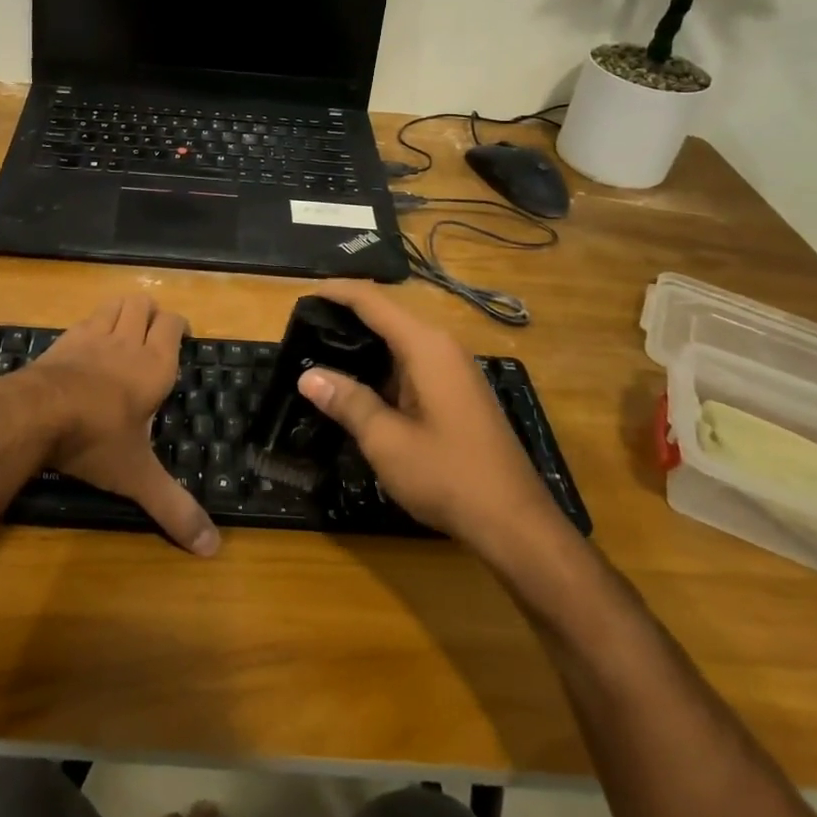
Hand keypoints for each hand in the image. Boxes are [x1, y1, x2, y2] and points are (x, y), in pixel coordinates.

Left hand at [26, 294, 219, 557]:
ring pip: (114, 304)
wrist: (35, 414)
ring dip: (123, 311)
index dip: (179, 326)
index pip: (173, 324)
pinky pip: (84, 320)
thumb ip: (174, 508)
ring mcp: (91, 336)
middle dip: (151, 314)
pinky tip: (88, 348)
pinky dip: (92, 325)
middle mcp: (127, 342)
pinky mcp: (62, 340)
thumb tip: (213, 549)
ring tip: (124, 333)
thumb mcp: (138, 477)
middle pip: (143, 304)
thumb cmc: (97, 439)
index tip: (181, 337)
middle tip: (152, 336)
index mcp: (154, 365)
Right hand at [295, 281, 566, 547]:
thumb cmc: (448, 476)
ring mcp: (453, 369)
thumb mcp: (386, 441)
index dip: (336, 292)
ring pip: (399, 341)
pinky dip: (381, 365)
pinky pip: (411, 363)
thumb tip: (308, 376)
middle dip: (345, 316)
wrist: (515, 523)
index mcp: (425, 347)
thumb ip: (347, 402)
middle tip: (303, 328)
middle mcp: (442, 347)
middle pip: (387, 315)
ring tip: (320, 353)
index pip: (373, 301)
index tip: (302, 295)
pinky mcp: (457, 392)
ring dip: (362, 343)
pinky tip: (358, 385)